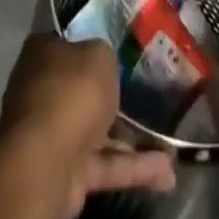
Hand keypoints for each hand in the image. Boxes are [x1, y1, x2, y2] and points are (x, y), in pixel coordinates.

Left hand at [0, 34, 176, 218]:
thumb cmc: (71, 92)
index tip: (124, 51)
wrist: (46, 161)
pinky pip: (108, 165)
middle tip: (151, 97)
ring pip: (101, 132)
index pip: (71, 44)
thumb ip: (105, 56)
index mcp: (45, 54)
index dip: (94, 46)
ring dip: (134, 140)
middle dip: (116, 98)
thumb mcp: (99, 55)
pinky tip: (168, 175)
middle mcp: (46, 90)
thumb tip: (104, 63)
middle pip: (86, 90)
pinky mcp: (71, 172)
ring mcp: (56, 134)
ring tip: (173, 147)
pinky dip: (136, 168)